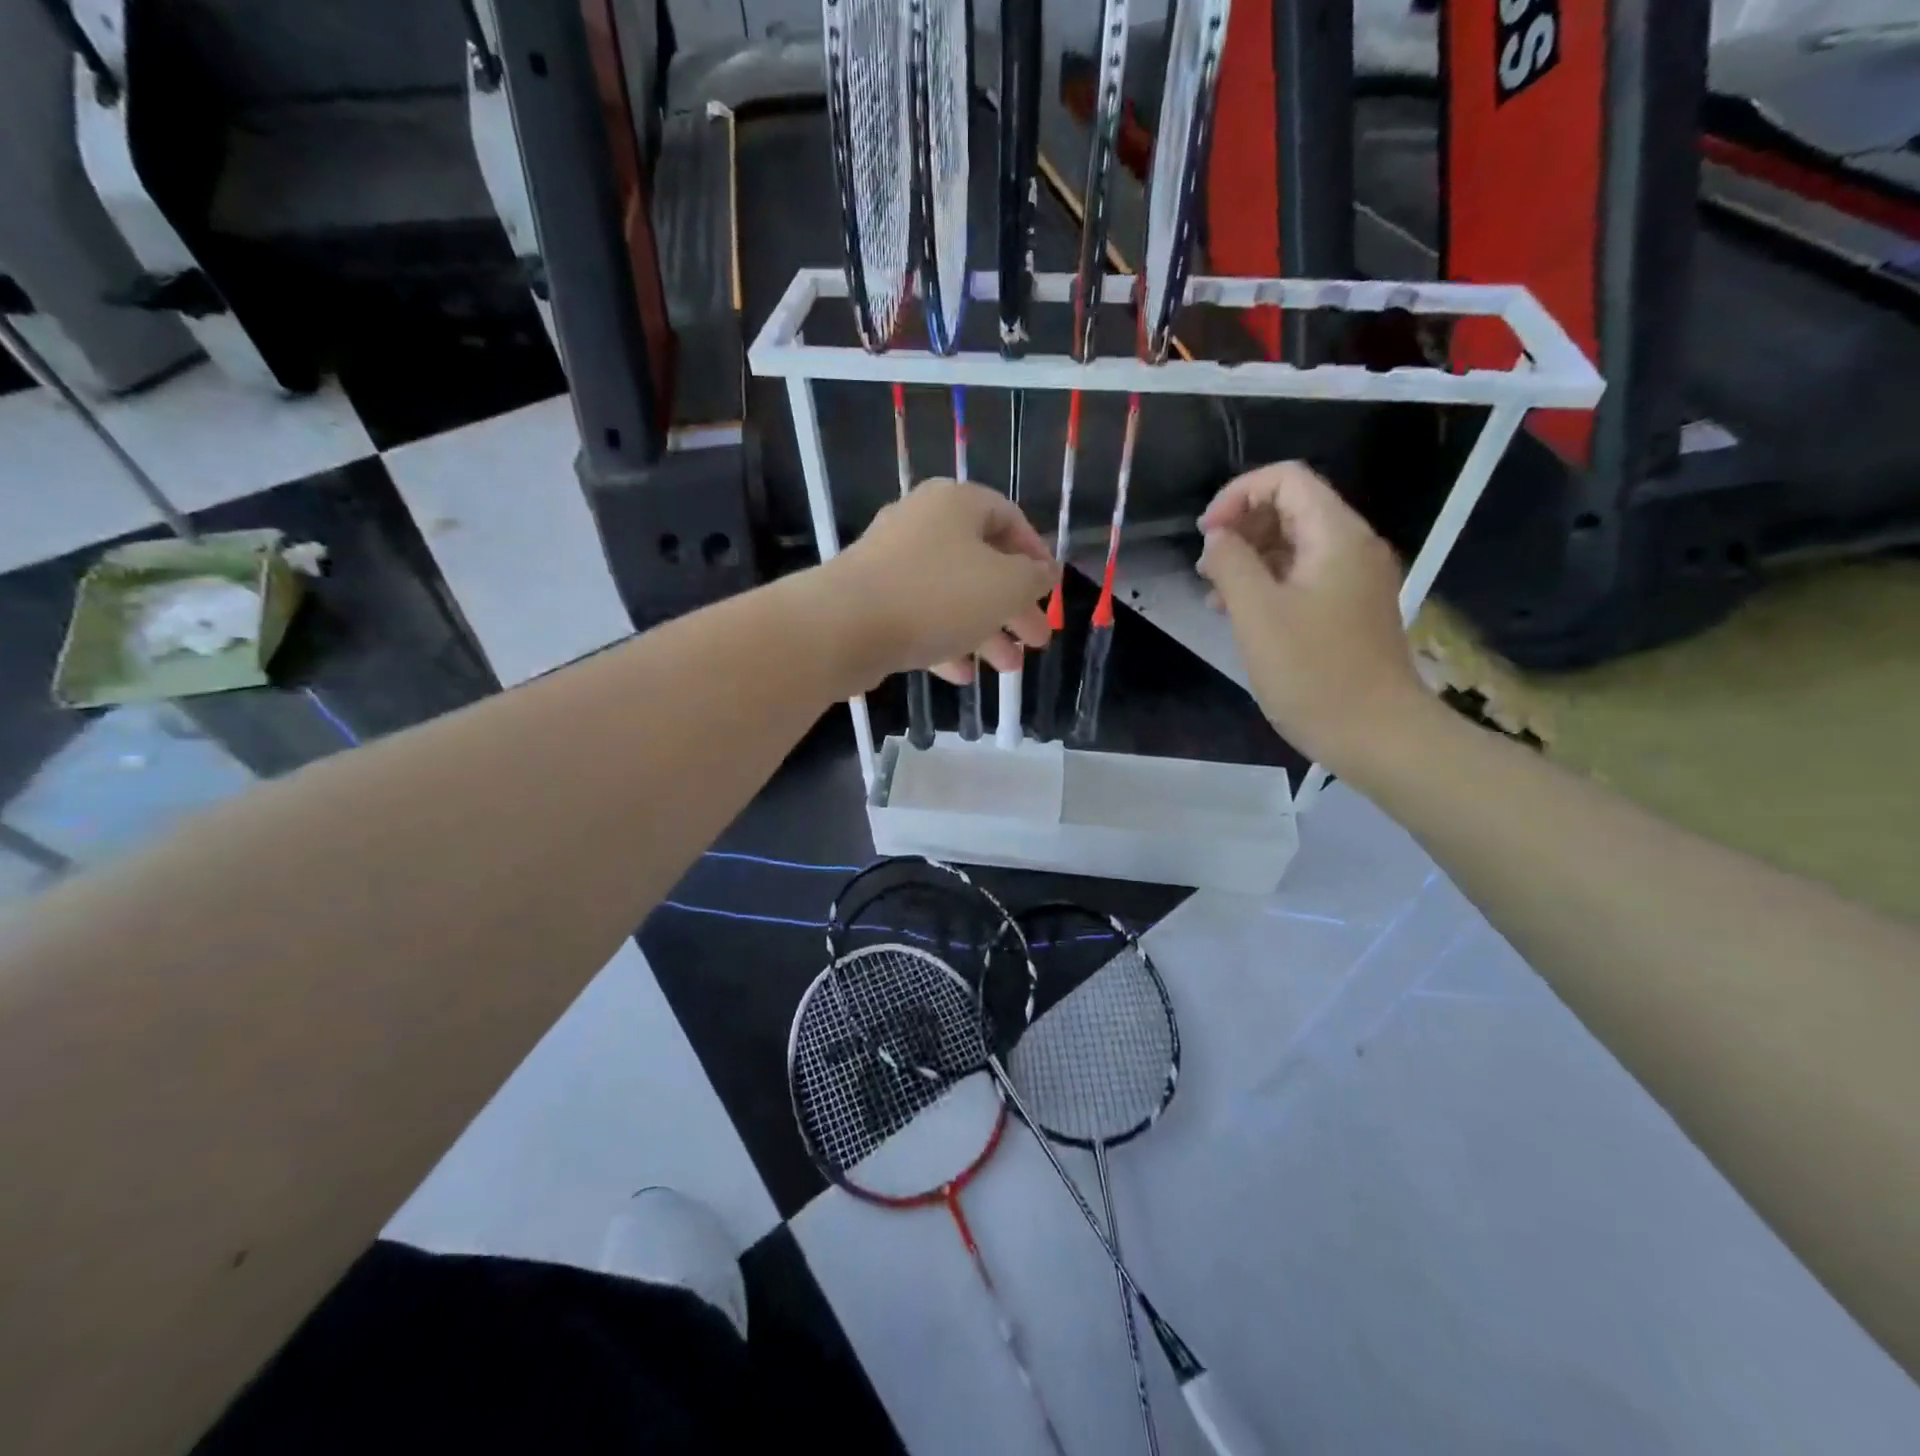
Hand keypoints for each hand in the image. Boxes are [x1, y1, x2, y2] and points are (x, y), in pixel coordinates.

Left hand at [831, 479, 1057, 683]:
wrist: (844, 626)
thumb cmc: (937, 595)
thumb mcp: (1005, 587)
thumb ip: (1033, 579)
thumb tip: (1045, 572)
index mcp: (956, 504)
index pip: (1009, 518)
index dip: (1035, 555)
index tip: (1049, 590)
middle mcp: (922, 523)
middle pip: (981, 564)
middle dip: (1013, 607)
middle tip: (1036, 641)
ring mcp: (891, 562)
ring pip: (951, 595)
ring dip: (984, 632)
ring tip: (1008, 668)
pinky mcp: (870, 598)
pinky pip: (919, 616)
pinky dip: (944, 642)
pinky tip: (962, 675)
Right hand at [1196, 462, 1429, 773]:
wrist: (1376, 734)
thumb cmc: (1312, 673)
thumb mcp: (1257, 613)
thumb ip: (1231, 563)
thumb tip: (1217, 538)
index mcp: (1336, 536)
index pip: (1286, 480)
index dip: (1238, 495)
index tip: (1206, 535)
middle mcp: (1352, 546)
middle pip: (1291, 508)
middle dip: (1242, 527)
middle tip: (1206, 568)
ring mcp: (1354, 580)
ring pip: (1295, 544)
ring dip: (1250, 558)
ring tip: (1214, 594)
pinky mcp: (1349, 609)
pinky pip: (1304, 576)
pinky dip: (1268, 583)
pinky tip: (1240, 614)